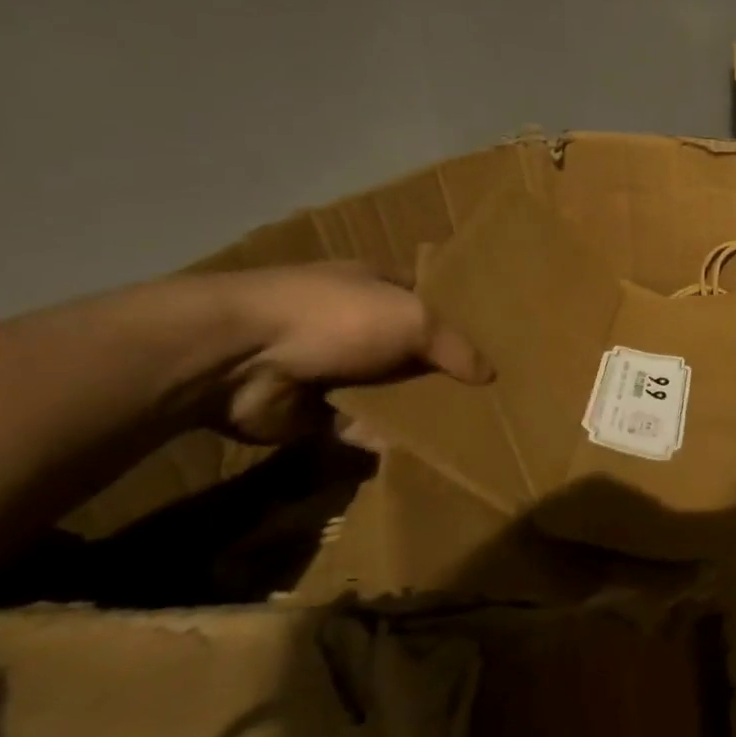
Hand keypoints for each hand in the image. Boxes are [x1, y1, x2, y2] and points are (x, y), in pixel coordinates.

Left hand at [212, 263, 491, 441]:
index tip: (495, 343)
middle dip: (443, 372)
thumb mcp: (413, 319)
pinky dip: (381, 437)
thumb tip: (489, 374)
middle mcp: (358, 323)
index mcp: (378, 286)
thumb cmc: (337, 318)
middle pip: (413, 350)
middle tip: (489, 398)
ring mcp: (335, 366)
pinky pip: (361, 425)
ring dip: (416, 410)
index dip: (459, 317)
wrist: (240, 357)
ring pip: (390, 391)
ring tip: (464, 430)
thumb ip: (455, 347)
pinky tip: (417, 450)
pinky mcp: (314, 410)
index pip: (428, 298)